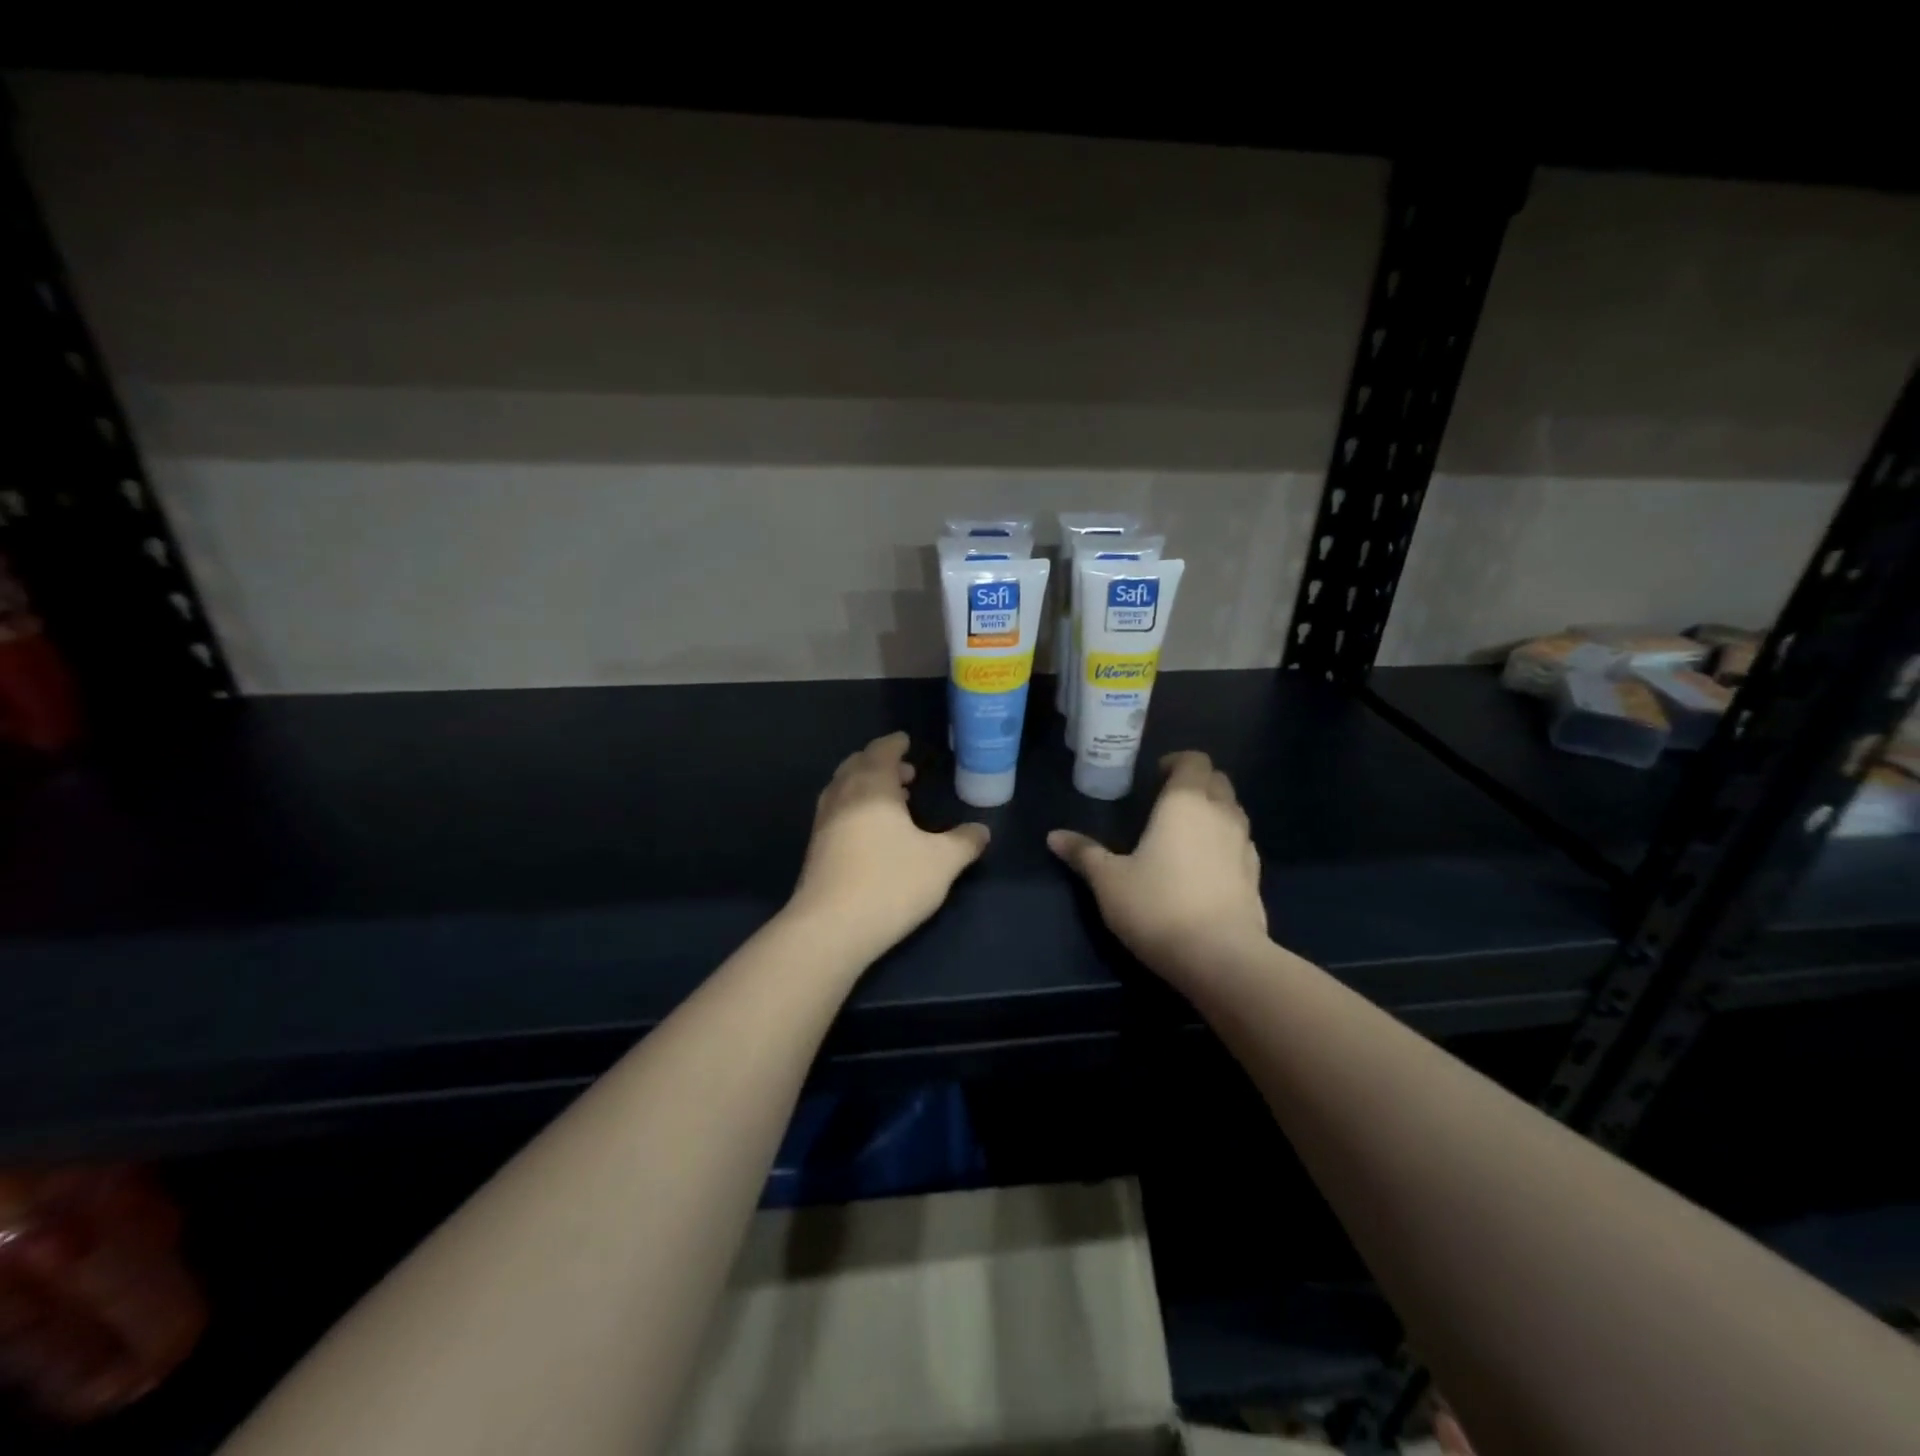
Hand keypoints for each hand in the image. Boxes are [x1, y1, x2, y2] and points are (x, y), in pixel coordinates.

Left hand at [788, 732, 990, 962]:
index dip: (895, 744)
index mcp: (872, 786)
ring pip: (843, 788)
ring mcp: (824, 822)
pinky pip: (837, 811)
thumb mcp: (942, 862)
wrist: (831, 928)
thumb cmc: (891, 883)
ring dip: (866, 785)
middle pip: (857, 765)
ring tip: (893, 800)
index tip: (906, 742)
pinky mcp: (816, 848)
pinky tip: (872, 831)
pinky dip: (855, 806)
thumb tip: (982, 830)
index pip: (882, 751)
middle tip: (905, 773)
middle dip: (880, 763)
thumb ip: (964, 842)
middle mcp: (843, 796)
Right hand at [1048, 751, 1267, 977]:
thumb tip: (1053, 836)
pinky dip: (1224, 843)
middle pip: (1217, 781)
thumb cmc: (1157, 906)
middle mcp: (1221, 814)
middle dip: (1195, 783)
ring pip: (1233, 811)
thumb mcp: (1108, 881)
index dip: (1176, 762)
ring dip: (1213, 811)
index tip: (1154, 777)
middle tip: (1166, 803)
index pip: (1194, 761)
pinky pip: (1240, 843)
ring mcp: (1244, 845)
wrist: (1220, 957)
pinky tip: (1204, 868)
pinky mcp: (1256, 876)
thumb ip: (1084, 853)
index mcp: (1185, 802)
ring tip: (1184, 833)